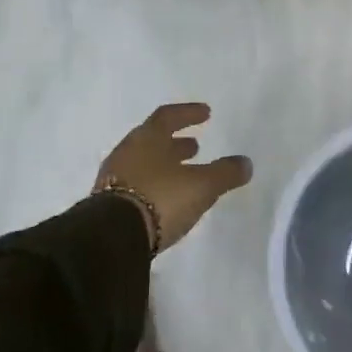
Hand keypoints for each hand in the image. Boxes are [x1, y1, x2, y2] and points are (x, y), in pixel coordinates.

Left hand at [96, 102, 252, 253]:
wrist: (112, 238)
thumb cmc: (160, 198)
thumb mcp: (201, 186)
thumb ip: (224, 173)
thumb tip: (246, 163)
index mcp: (148, 136)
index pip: (168, 115)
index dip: (188, 113)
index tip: (206, 113)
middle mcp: (128, 150)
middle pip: (153, 139)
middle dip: (175, 142)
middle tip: (194, 146)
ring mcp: (113, 176)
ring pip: (143, 162)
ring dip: (164, 164)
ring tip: (183, 174)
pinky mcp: (106, 203)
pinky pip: (134, 183)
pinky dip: (152, 184)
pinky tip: (164, 198)